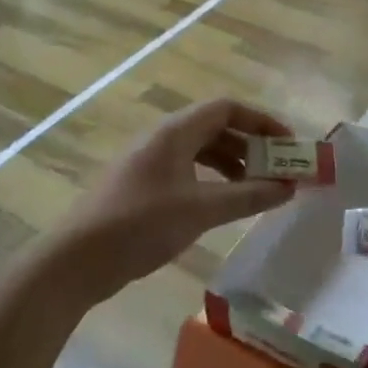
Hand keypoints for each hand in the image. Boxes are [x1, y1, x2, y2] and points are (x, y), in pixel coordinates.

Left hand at [54, 99, 298, 300]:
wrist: (78, 259)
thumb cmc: (141, 224)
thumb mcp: (202, 209)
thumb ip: (248, 195)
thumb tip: (289, 187)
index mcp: (175, 131)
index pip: (227, 108)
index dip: (262, 121)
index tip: (289, 145)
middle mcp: (162, 138)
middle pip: (216, 128)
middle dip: (251, 146)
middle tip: (279, 170)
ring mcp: (150, 162)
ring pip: (201, 151)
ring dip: (233, 165)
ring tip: (258, 189)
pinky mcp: (143, 186)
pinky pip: (187, 171)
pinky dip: (212, 181)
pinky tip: (224, 204)